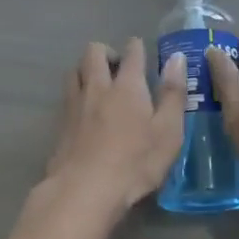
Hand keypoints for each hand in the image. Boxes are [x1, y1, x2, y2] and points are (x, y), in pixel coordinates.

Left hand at [45, 39, 187, 212]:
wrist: (84, 190)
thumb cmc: (135, 162)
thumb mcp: (168, 132)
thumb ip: (173, 93)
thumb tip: (177, 58)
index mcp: (128, 86)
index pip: (132, 52)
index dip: (137, 47)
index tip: (142, 50)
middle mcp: (98, 87)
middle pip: (94, 52)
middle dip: (107, 52)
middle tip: (119, 68)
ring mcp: (75, 104)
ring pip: (75, 70)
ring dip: (86, 69)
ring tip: (99, 85)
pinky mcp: (61, 124)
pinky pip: (67, 95)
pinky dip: (76, 92)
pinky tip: (85, 110)